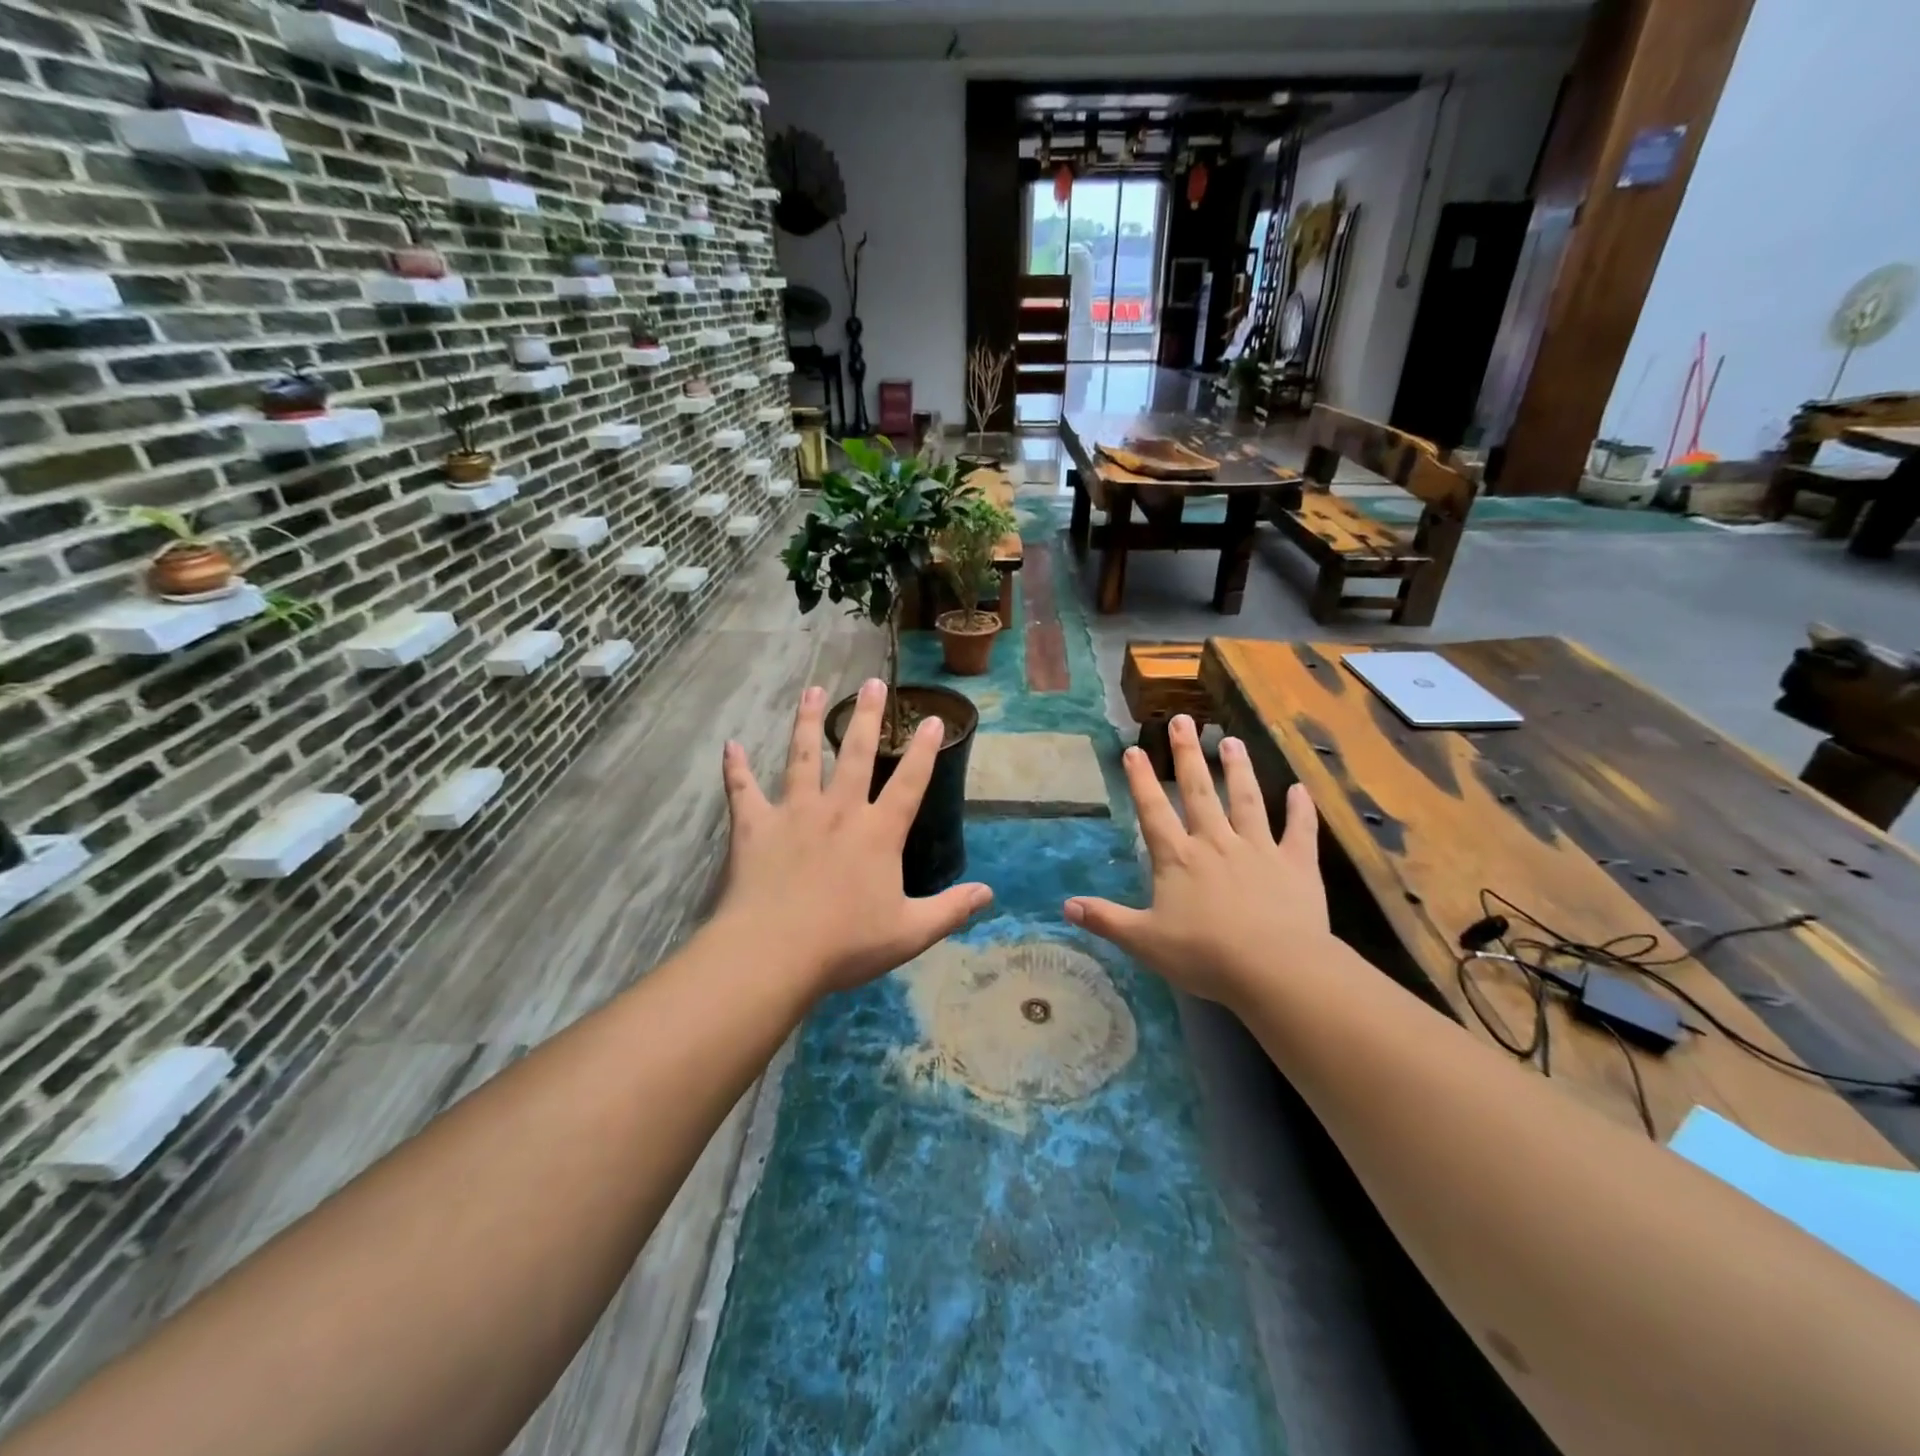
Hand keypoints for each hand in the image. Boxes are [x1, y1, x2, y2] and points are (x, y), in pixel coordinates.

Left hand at [713, 679, 992, 995]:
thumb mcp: (909, 932)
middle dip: (866, 717)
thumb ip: (950, 910)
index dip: (924, 750)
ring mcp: (794, 813)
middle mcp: (838, 811)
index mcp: (878, 832)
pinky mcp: (754, 826)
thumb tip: (988, 894)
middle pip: (855, 754)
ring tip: (813, 690)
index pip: (909, 782)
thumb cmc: (845, 944)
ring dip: (807, 721)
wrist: (774, 953)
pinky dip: (736, 768)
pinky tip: (731, 746)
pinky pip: (742, 790)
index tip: (933, 719)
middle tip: (871, 683)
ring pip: (801, 756)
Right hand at [1065, 714, 1331, 1006]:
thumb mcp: (1145, 941)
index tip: (1134, 749)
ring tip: (1232, 741)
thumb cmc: (1205, 955)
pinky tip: (1299, 789)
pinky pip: (1299, 830)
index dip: (1141, 780)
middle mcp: (1216, 843)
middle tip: (1183, 720)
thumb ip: (1107, 920)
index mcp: (1179, 858)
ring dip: (1238, 770)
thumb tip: (1065, 906)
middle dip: (1188, 754)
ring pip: (1246, 800)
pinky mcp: (1296, 864)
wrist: (1275, 970)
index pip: (1153, 811)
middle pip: (1199, 791)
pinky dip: (1300, 810)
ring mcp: (1259, 849)